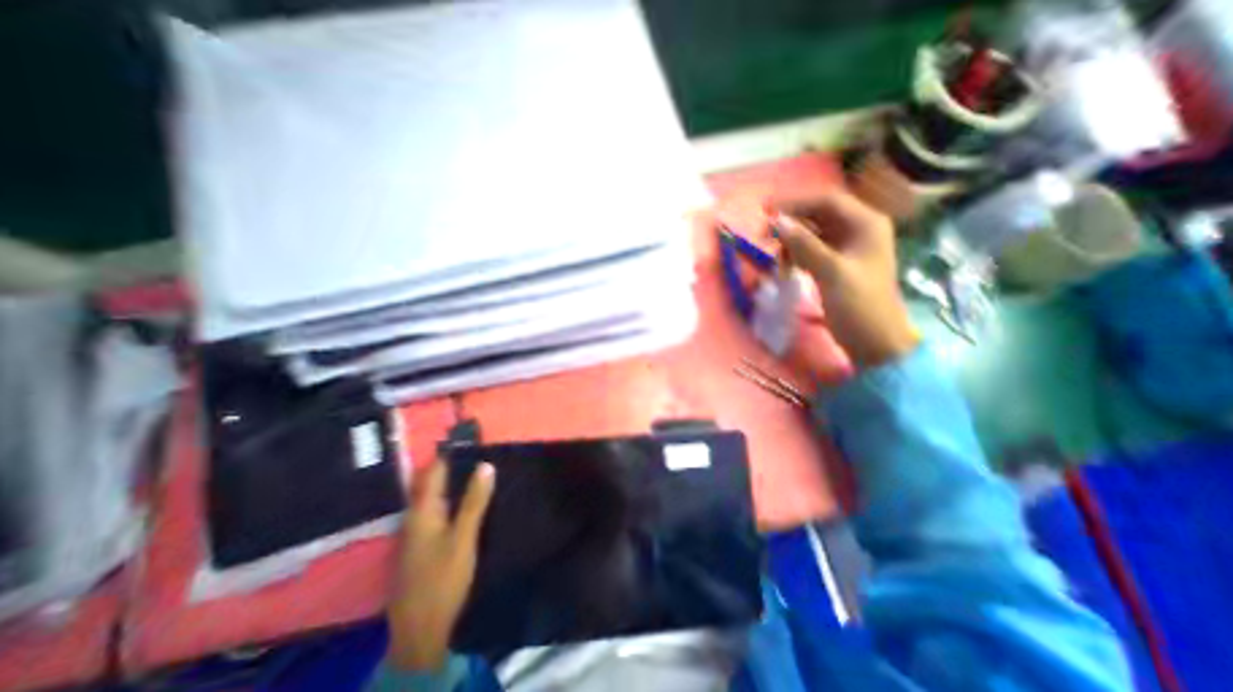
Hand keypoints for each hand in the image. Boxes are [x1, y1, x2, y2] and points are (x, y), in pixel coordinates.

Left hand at [390, 459, 495, 669]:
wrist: (420, 630)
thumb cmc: (443, 578)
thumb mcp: (463, 537)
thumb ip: (474, 501)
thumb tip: (485, 465)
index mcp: (422, 511)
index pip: (434, 471)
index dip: (449, 452)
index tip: (466, 435)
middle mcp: (414, 517)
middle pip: (429, 482)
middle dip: (448, 464)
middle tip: (473, 450)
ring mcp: (414, 533)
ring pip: (430, 497)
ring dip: (448, 481)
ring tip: (472, 468)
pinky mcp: (419, 545)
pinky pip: (432, 511)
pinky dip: (446, 499)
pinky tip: (461, 501)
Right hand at [768, 188, 913, 366]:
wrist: (873, 341)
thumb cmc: (858, 305)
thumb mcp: (831, 272)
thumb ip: (804, 244)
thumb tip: (776, 221)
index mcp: (866, 224)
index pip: (826, 201)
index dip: (795, 203)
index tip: (765, 212)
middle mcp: (858, 230)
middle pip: (817, 216)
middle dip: (791, 225)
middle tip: (764, 237)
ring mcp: (847, 247)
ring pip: (811, 234)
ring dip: (791, 244)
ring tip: (779, 263)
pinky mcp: (837, 264)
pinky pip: (811, 250)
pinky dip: (796, 256)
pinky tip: (787, 270)